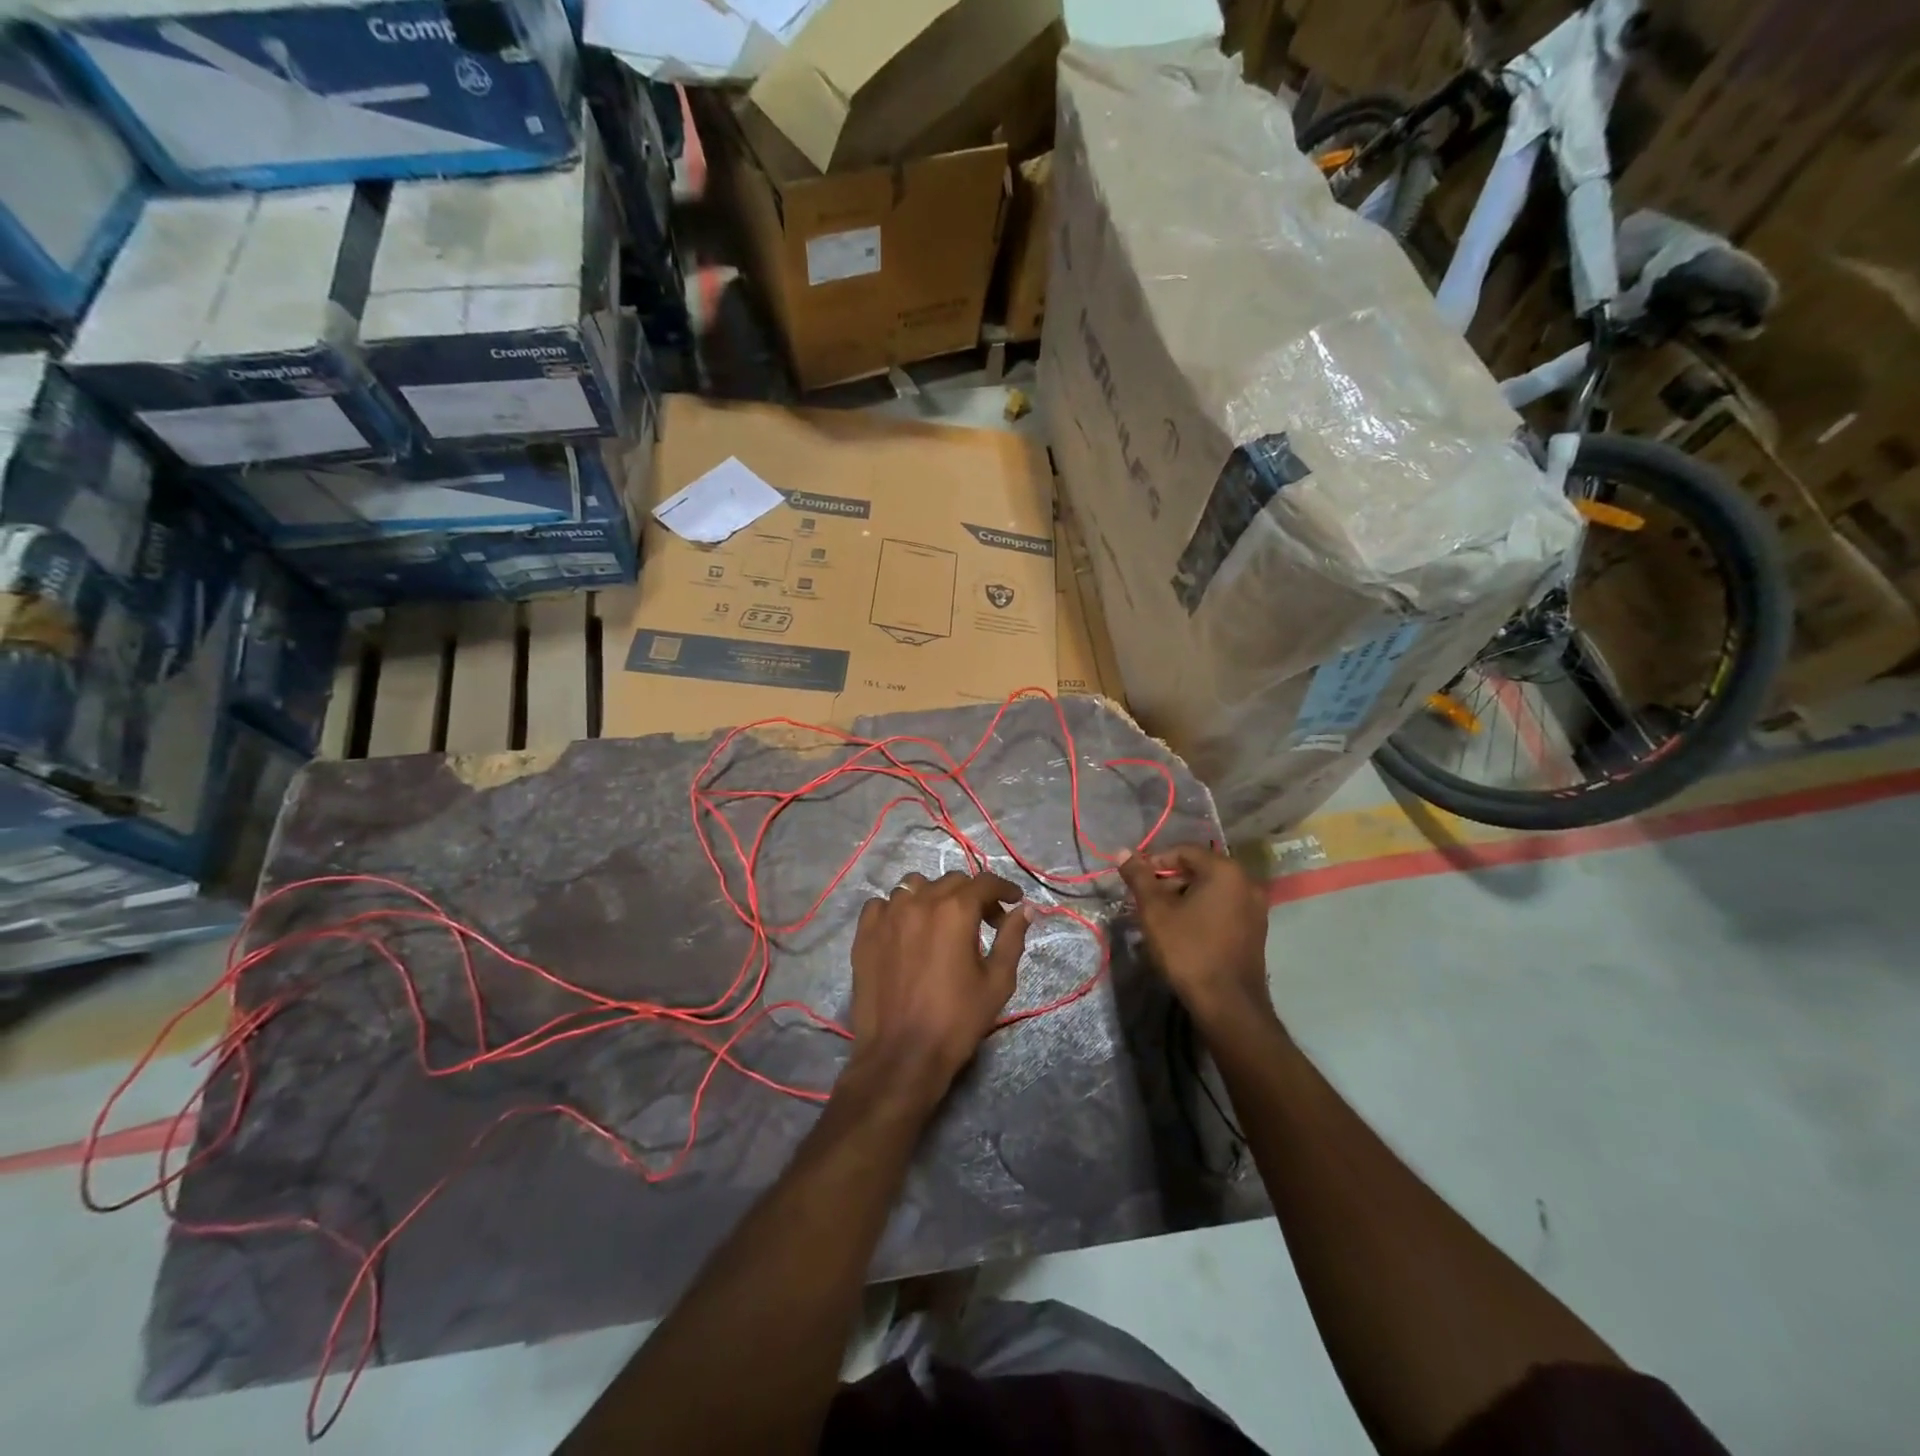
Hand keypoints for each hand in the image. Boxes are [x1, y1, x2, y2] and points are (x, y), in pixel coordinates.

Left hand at [845, 870, 1032, 1112]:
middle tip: (985, 921)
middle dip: (972, 895)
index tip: (1014, 901)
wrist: (902, 1055)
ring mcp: (887, 915)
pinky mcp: (865, 932)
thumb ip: (1012, 939)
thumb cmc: (957, 1020)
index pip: (984, 882)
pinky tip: (905, 930)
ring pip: (915, 887)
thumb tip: (1025, 910)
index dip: (1004, 888)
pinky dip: (898, 910)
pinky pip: (882, 905)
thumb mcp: (997, 982)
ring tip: (942, 923)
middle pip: (951, 882)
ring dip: (934, 897)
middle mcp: (920, 901)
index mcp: (955, 910)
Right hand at [1117, 845, 1270, 1024]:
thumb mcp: (1155, 911)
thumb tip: (1121, 851)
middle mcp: (1247, 882)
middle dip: (1169, 882)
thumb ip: (1139, 877)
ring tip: (1161, 919)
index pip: (1184, 851)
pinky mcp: (1256, 930)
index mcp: (1225, 871)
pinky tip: (1184, 932)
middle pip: (1199, 869)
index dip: (1155, 862)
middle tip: (1146, 902)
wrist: (1227, 1004)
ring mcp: (1256, 908)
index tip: (1136, 882)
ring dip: (1184, 898)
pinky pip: (1224, 908)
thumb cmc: (1188, 950)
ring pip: (1211, 891)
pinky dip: (1202, 912)